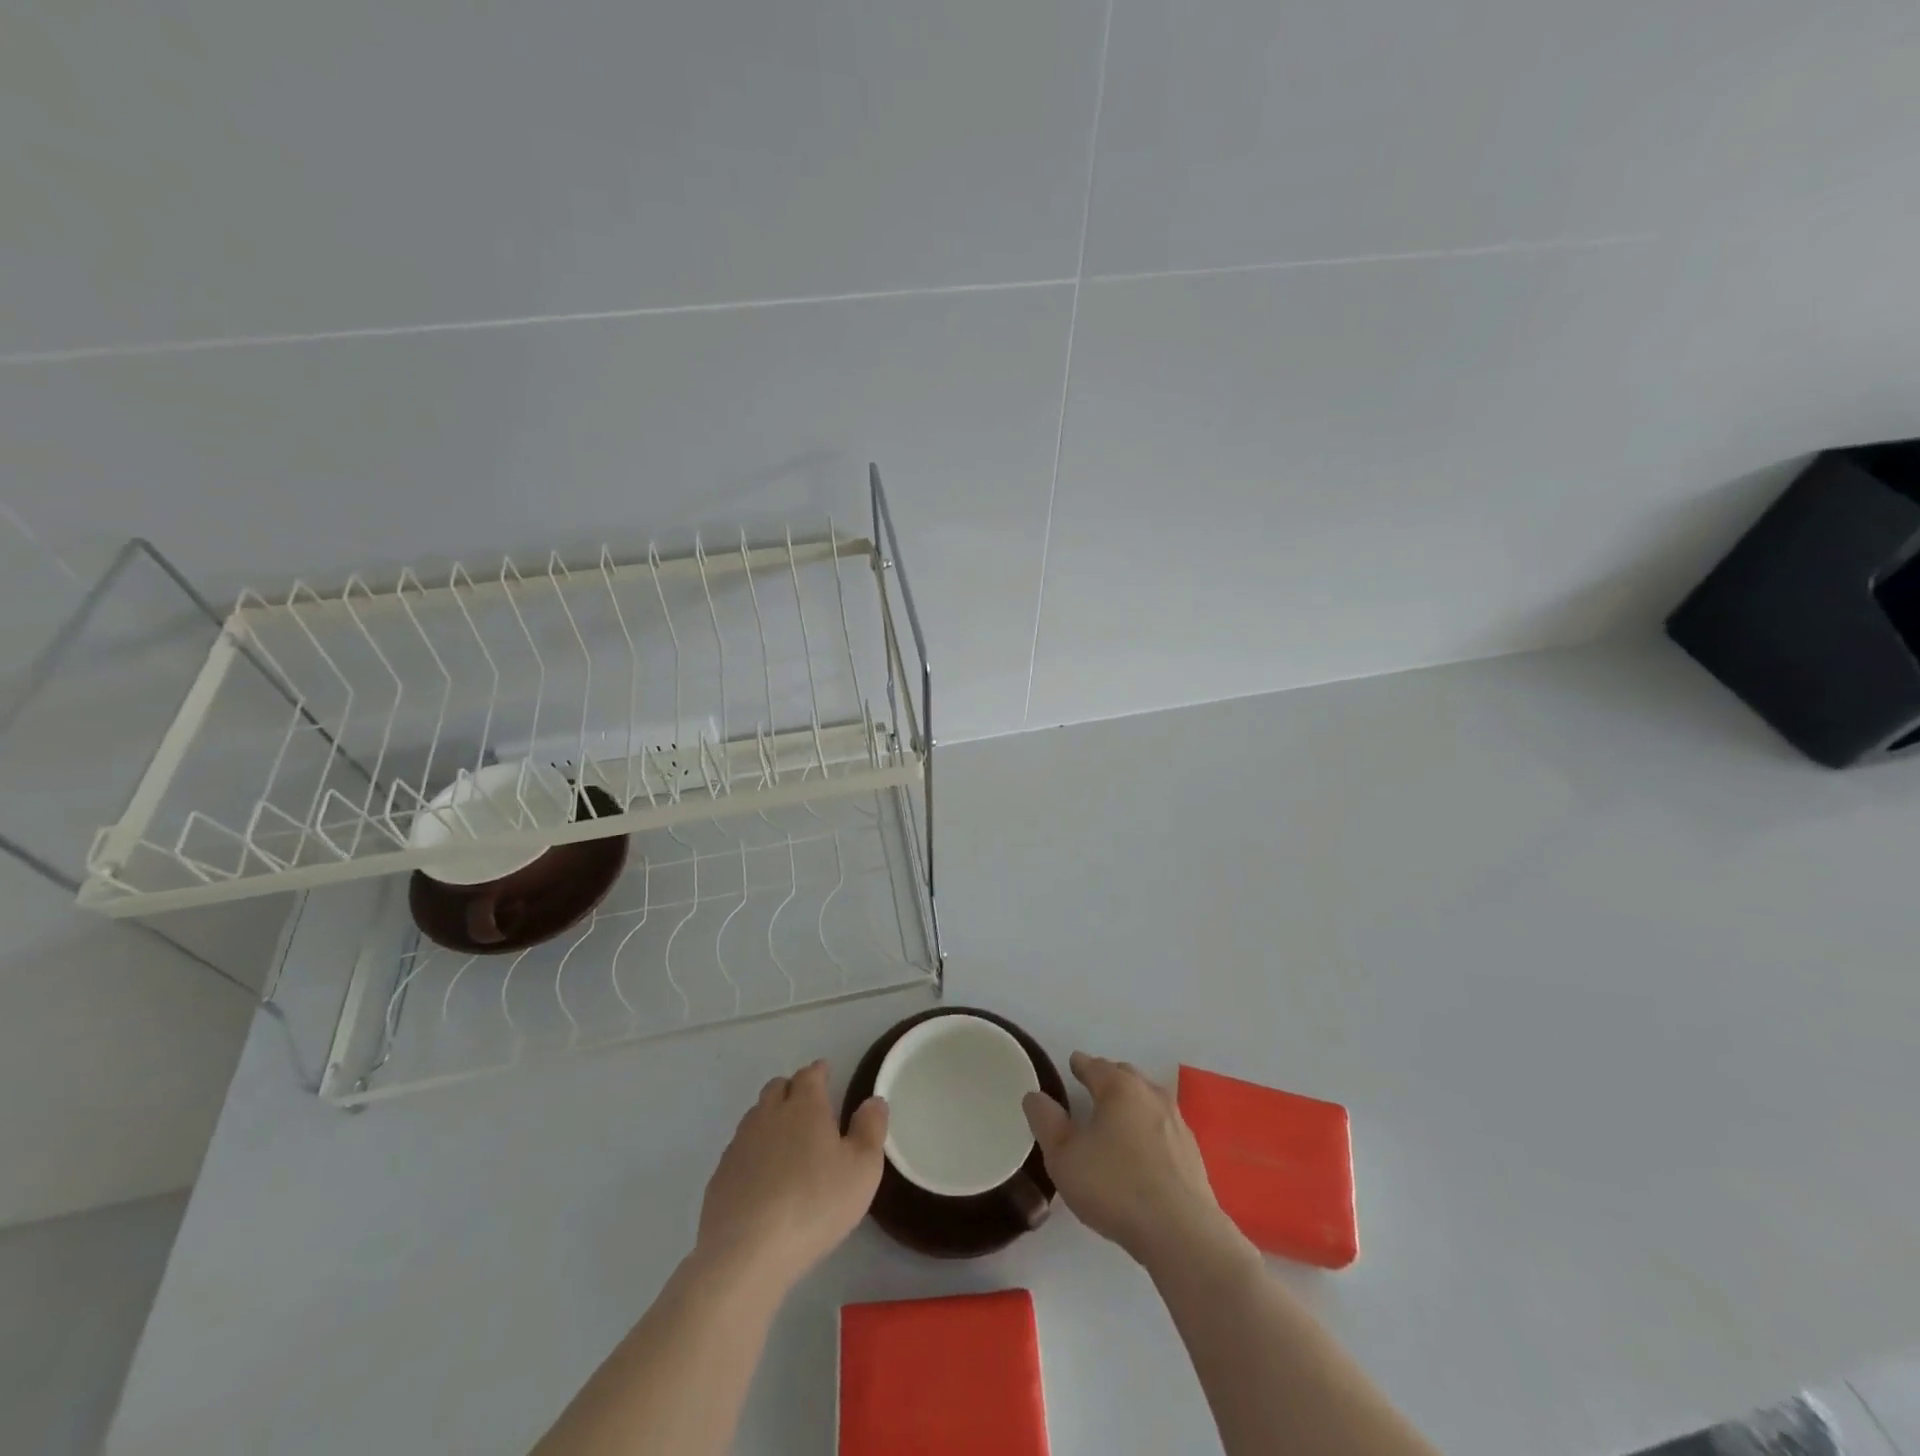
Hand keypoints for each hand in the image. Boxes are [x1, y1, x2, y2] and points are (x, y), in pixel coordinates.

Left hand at [696, 1060, 886, 1295]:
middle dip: (792, 1089)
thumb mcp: (862, 1169)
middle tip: (808, 1105)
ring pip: (756, 1116)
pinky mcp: (720, 1176)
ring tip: (785, 1139)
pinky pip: (739, 1150)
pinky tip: (761, 1176)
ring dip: (770, 1118)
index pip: (810, 1074)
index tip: (826, 1074)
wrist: (746, 1254)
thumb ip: (871, 1129)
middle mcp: (768, 1115)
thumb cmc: (814, 1204)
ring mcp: (739, 1144)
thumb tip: (873, 1100)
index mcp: (804, 1106)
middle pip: (777, 1087)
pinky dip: (753, 1152)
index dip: (819, 1072)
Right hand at [1023, 1053, 1236, 1268]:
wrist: (1181, 1233)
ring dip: (1133, 1102)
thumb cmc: (1114, 1186)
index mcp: (1120, 1089)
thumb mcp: (1064, 1157)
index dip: (1081, 1065)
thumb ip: (1046, 1122)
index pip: (1096, 1066)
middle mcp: (1152, 1096)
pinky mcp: (1192, 1154)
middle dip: (1109, 1077)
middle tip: (1093, 1087)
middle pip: (1127, 1076)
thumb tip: (1035, 1096)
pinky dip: (1150, 1128)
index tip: (1073, 1064)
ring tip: (1118, 1117)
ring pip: (1149, 1100)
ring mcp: (1177, 1124)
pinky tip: (1144, 1149)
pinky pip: (1164, 1128)